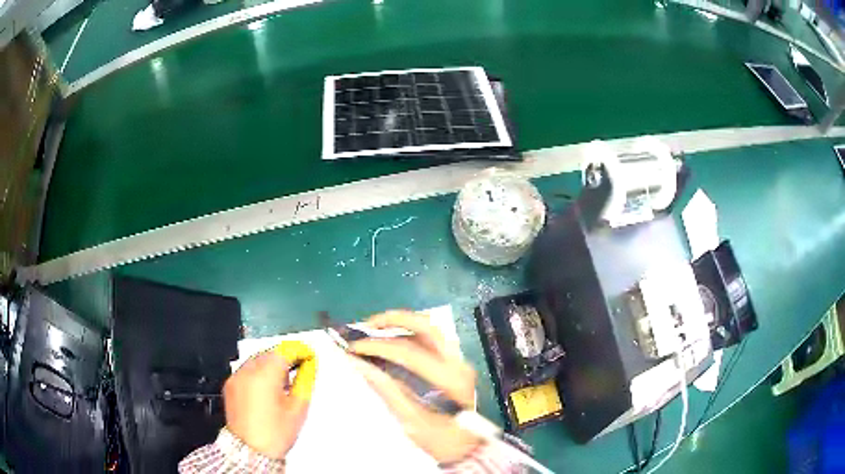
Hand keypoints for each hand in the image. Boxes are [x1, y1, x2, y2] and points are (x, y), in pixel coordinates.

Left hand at [223, 340, 316, 458]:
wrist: (250, 450)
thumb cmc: (273, 435)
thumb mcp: (298, 408)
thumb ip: (305, 381)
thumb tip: (310, 365)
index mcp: (265, 375)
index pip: (285, 349)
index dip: (300, 350)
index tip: (309, 355)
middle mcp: (247, 371)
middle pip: (270, 352)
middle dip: (286, 358)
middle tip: (300, 368)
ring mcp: (236, 377)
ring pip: (257, 359)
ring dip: (272, 365)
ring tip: (284, 382)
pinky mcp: (230, 385)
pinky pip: (247, 370)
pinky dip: (259, 373)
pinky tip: (268, 388)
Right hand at [349, 311, 481, 463]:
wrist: (465, 448)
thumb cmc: (438, 438)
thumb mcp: (409, 418)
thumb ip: (386, 388)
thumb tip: (359, 363)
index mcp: (449, 379)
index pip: (409, 352)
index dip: (378, 346)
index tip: (354, 347)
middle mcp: (458, 363)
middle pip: (428, 327)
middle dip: (395, 319)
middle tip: (367, 325)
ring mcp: (460, 361)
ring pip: (431, 330)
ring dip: (402, 324)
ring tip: (375, 329)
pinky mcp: (456, 363)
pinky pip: (432, 340)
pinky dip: (410, 335)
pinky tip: (391, 341)